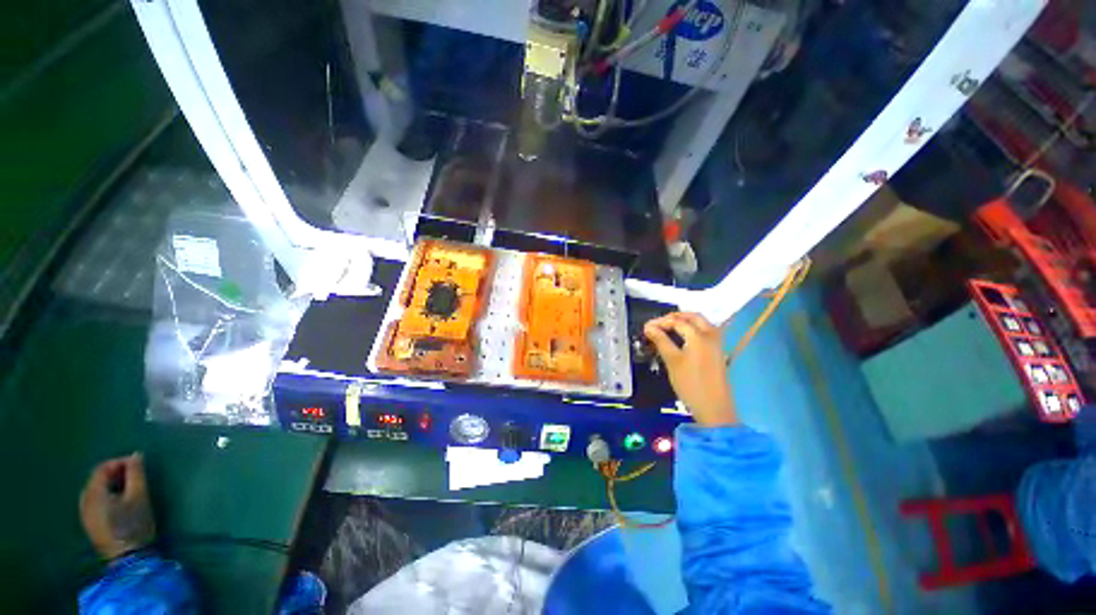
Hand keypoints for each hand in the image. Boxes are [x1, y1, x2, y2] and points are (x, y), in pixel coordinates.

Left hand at [80, 453, 155, 559]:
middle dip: (115, 474)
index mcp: (94, 493)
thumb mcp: (139, 496)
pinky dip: (106, 496)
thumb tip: (136, 455)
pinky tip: (118, 503)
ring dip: (110, 485)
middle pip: (96, 479)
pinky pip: (95, 502)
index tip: (138, 464)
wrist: (128, 559)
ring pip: (95, 491)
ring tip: (128, 489)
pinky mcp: (89, 523)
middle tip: (134, 476)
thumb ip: (136, 474)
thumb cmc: (134, 524)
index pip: (102, 468)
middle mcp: (84, 501)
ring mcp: (85, 514)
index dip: (120, 462)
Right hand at [644, 312, 736, 426]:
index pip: (677, 321)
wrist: (713, 407)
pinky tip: (682, 337)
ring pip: (701, 323)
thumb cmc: (690, 383)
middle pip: (693, 317)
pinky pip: (705, 332)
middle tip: (659, 323)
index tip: (647, 327)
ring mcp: (717, 344)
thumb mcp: (672, 360)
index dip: (660, 322)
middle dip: (675, 317)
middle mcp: (711, 335)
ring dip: (685, 321)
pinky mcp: (717, 352)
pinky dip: (693, 329)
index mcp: (699, 336)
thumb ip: (660, 340)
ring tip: (668, 328)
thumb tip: (649, 327)